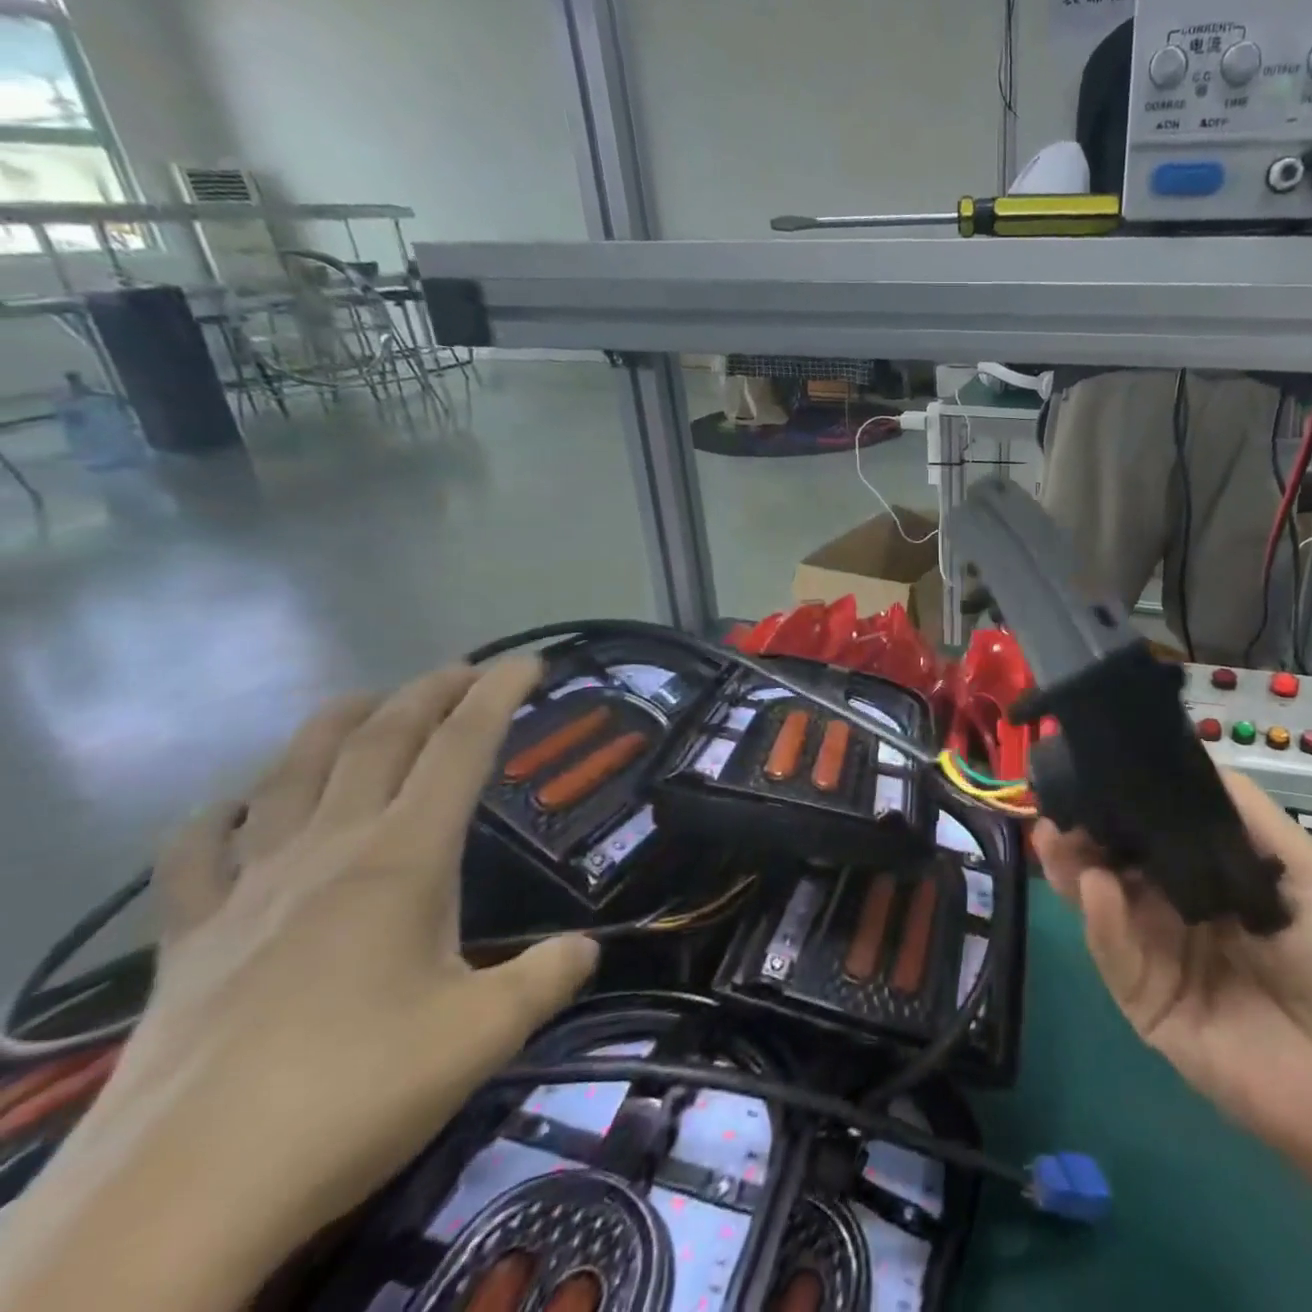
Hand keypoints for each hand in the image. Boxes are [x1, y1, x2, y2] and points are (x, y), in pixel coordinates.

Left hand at [83, 659, 597, 1253]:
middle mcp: (326, 854)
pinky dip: (220, 816)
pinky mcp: (187, 944)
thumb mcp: (484, 1036)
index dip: (498, 696)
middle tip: (464, 669)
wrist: (170, 1209)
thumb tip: (584, 949)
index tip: (528, 661)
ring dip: (334, 726)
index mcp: (401, 861)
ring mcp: (246, 894)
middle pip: (379, 743)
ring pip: (290, 776)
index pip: (461, 750)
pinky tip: (236, 807)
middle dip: (427, 694)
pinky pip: (196, 855)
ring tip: (366, 700)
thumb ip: (549, 977)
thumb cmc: (350, 1097)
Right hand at [1033, 772, 1311, 1188]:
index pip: (1156, 835)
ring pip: (1106, 907)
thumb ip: (1247, 816)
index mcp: (1214, 881)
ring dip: (1076, 869)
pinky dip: (1102, 923)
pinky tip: (1095, 886)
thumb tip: (1188, 758)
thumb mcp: (1310, 872)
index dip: (1126, 805)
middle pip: (1121, 867)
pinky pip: (1118, 959)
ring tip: (1053, 835)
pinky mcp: (1149, 1008)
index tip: (1093, 771)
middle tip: (1056, 803)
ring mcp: (1161, 962)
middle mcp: (1179, 914)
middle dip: (1087, 833)